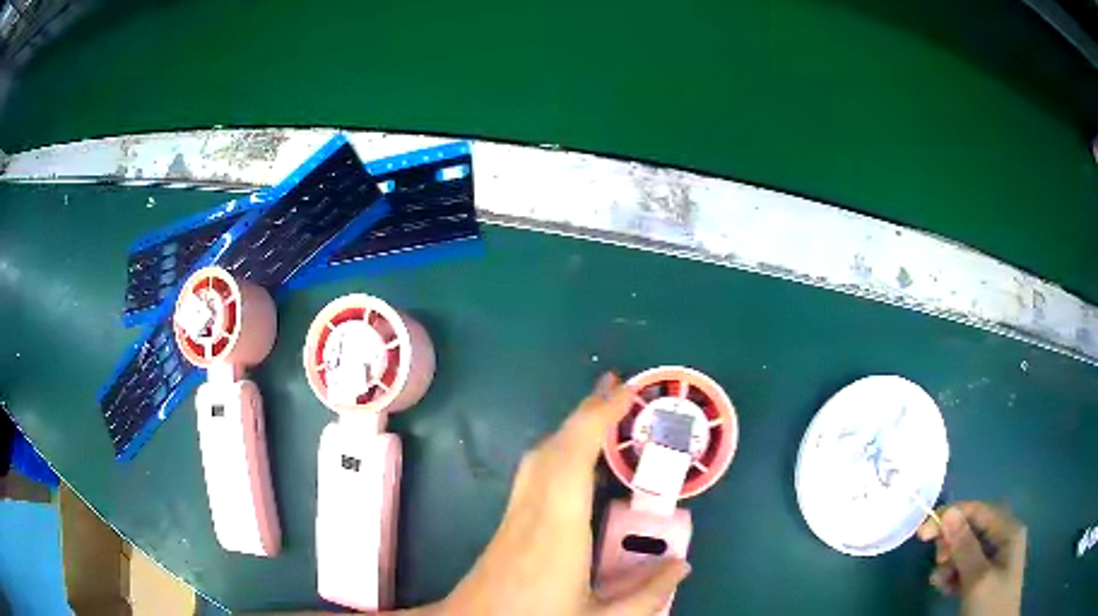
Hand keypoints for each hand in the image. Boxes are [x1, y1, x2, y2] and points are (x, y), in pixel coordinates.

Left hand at [438, 373, 690, 615]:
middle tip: (620, 390)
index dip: (597, 418)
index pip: (573, 458)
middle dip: (586, 412)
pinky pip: (535, 474)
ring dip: (572, 430)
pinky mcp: (509, 524)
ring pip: (540, 458)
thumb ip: (645, 596)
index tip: (625, 390)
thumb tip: (683, 565)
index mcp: (557, 530)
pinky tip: (578, 464)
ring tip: (605, 418)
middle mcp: (532, 511)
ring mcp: (515, 515)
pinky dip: (560, 453)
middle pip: (553, 448)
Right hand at [917, 501, 1026, 615]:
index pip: (979, 510)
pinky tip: (945, 588)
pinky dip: (953, 576)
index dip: (951, 516)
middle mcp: (1003, 538)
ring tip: (939, 583)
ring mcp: (996, 559)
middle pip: (972, 529)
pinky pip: (967, 568)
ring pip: (967, 551)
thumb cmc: (991, 604)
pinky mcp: (986, 577)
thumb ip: (965, 547)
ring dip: (950, 564)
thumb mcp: (978, 579)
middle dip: (951, 544)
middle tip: (937, 564)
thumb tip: (948, 513)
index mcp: (1008, 530)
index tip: (923, 533)